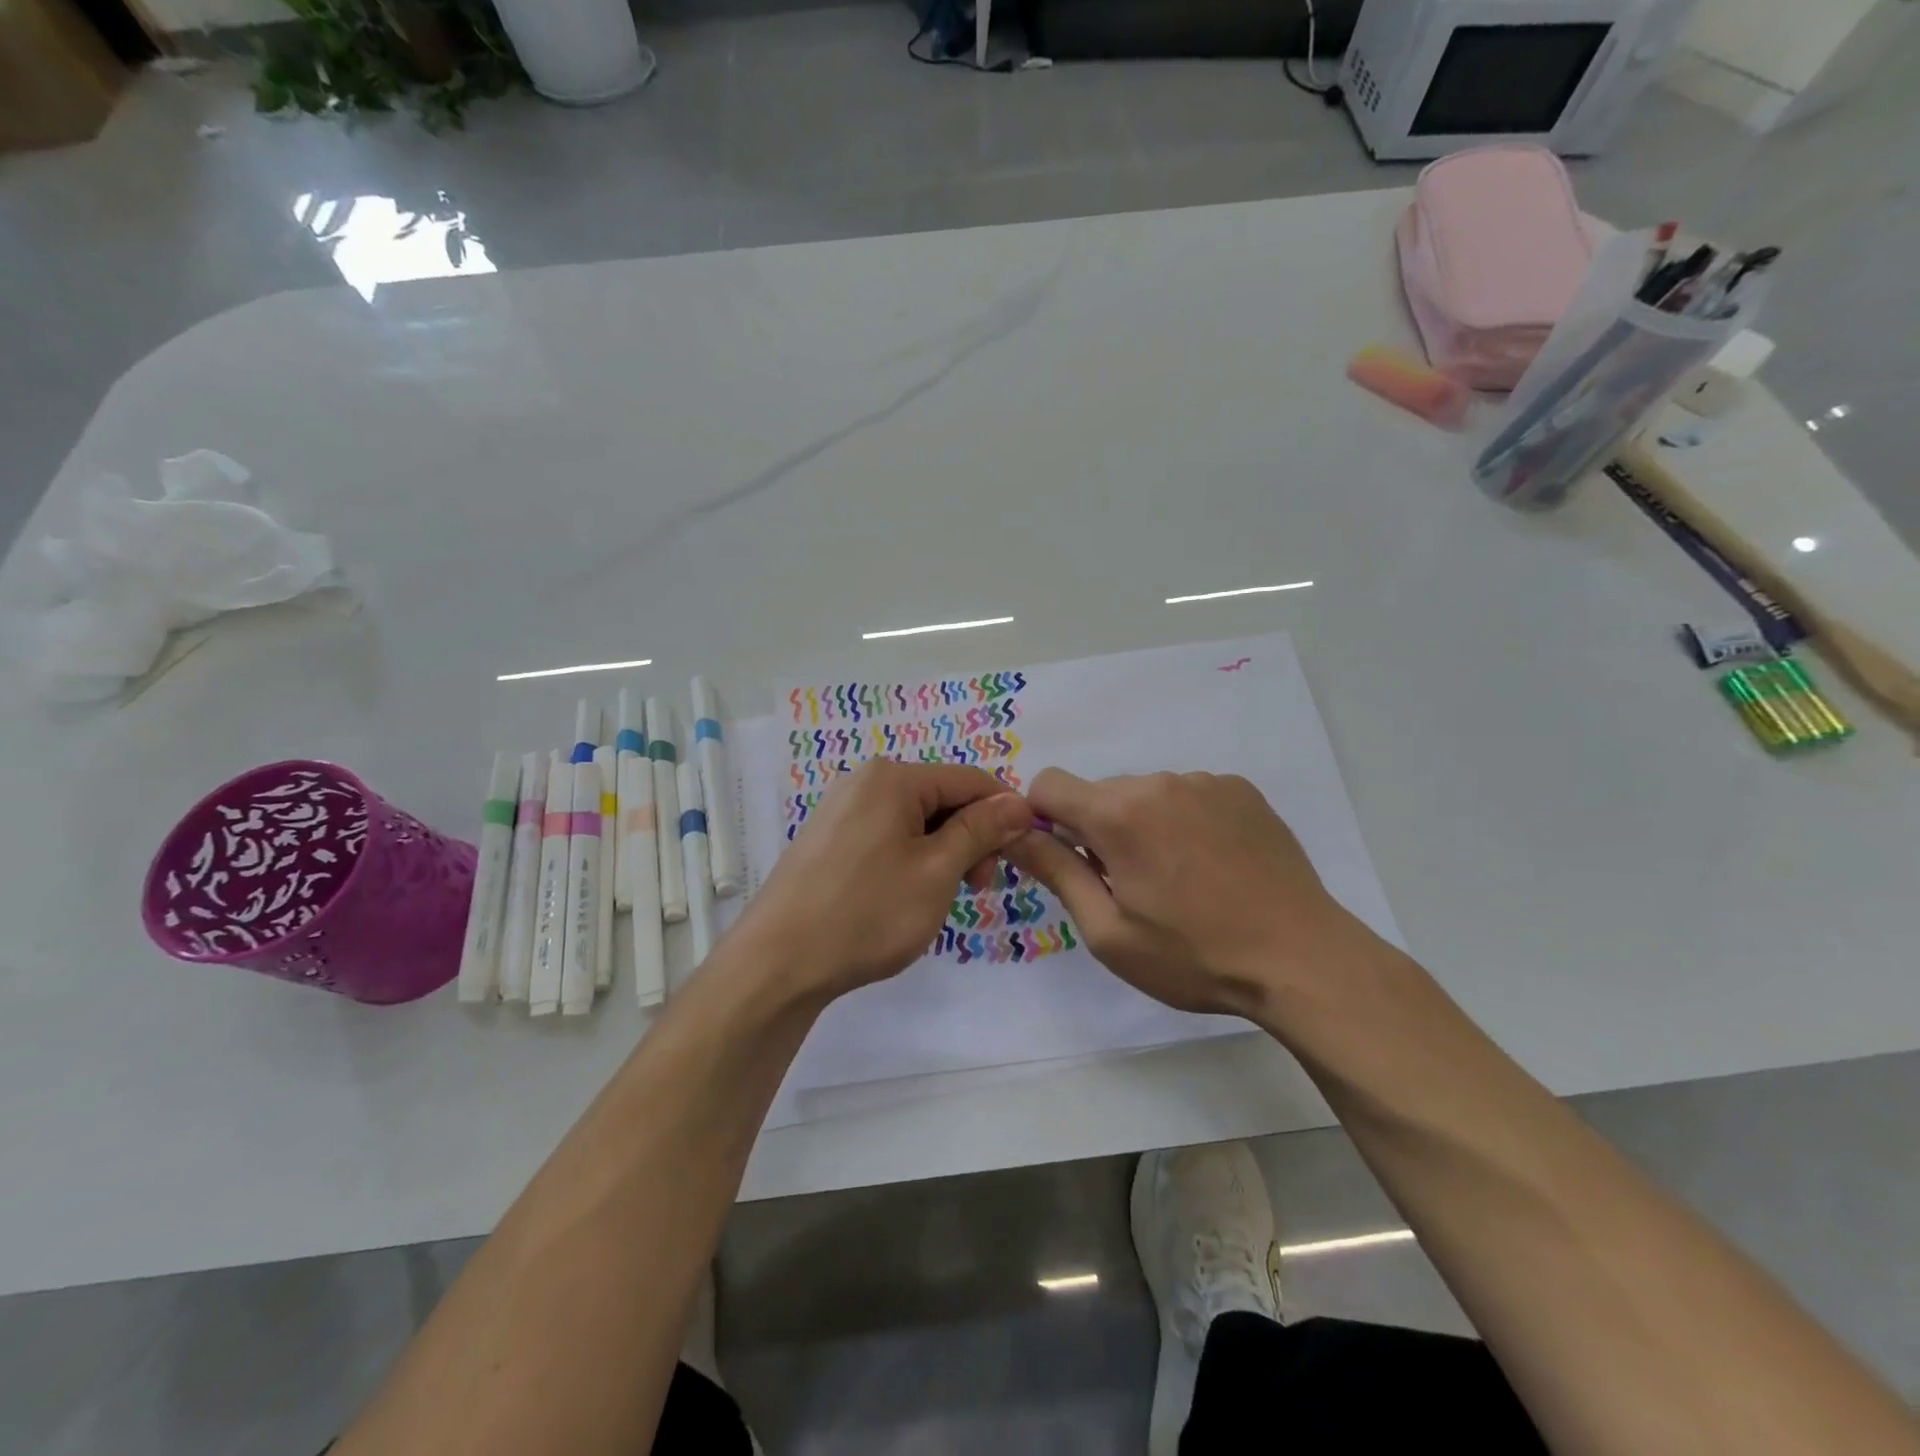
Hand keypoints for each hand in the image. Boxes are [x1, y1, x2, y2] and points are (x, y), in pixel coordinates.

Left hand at [739, 759, 1033, 1000]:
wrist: (777, 963)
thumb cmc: (866, 913)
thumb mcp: (936, 871)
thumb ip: (980, 831)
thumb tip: (1019, 802)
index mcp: (892, 777)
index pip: (970, 780)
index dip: (1004, 813)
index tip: (1021, 855)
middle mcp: (864, 781)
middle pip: (941, 797)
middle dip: (970, 837)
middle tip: (977, 888)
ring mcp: (841, 809)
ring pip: (915, 820)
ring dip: (942, 852)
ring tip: (941, 898)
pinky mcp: (828, 838)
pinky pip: (886, 835)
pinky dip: (911, 859)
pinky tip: (907, 896)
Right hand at [1005, 769, 1374, 1019]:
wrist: (1301, 959)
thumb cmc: (1193, 956)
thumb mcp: (1108, 932)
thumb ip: (1056, 872)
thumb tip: (1014, 834)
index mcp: (1118, 813)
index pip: (1048, 784)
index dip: (1042, 819)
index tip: (1066, 860)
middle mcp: (1159, 782)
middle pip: (1100, 793)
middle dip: (1097, 830)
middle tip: (1129, 887)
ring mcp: (1206, 782)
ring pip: (1146, 795)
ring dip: (1143, 826)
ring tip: (1179, 881)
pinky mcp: (1241, 790)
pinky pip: (1189, 795)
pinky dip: (1184, 822)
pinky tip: (1213, 867)